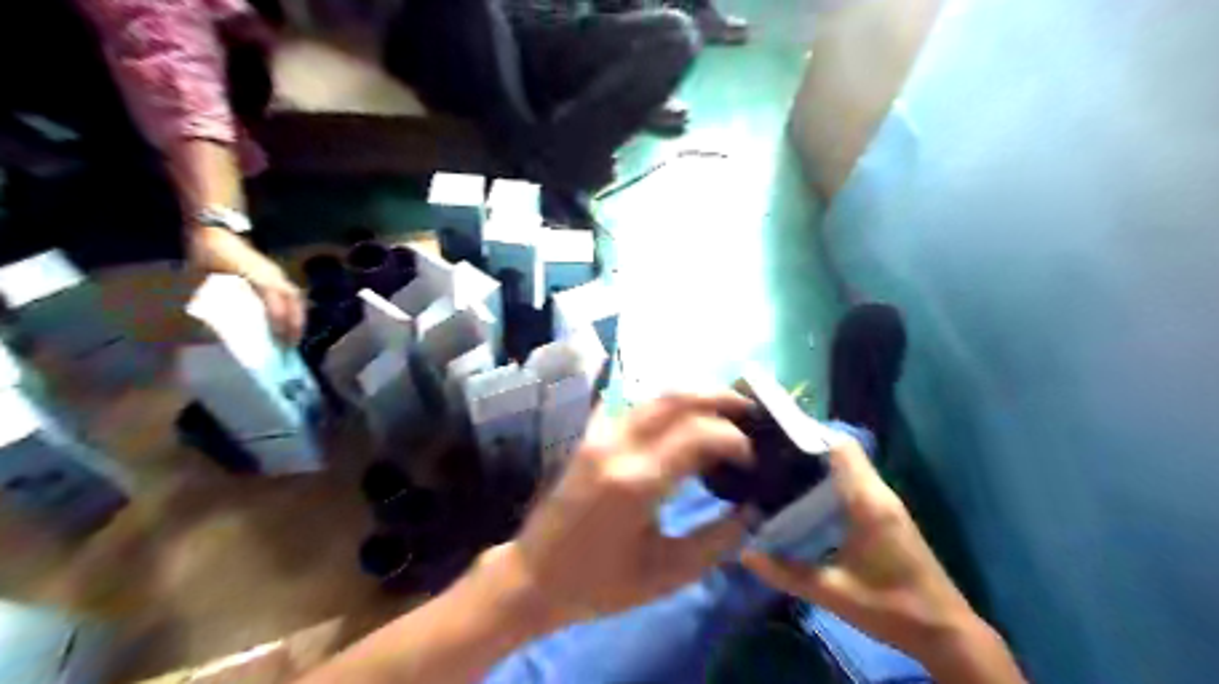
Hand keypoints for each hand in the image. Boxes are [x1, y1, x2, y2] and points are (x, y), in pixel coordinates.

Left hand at [189, 225, 306, 342]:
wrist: (216, 230)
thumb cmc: (209, 254)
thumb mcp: (205, 278)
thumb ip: (214, 302)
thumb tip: (220, 329)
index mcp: (257, 277)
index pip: (275, 304)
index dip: (279, 325)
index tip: (279, 344)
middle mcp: (273, 276)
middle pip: (294, 303)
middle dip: (295, 325)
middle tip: (292, 346)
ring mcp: (277, 275)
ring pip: (296, 299)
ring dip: (298, 318)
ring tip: (295, 336)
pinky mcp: (276, 275)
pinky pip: (292, 294)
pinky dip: (295, 309)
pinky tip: (291, 321)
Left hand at [504, 393, 754, 627]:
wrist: (534, 576)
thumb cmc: (600, 583)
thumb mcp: (666, 574)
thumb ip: (717, 541)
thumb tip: (753, 511)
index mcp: (637, 482)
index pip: (698, 435)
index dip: (734, 440)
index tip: (751, 459)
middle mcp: (617, 446)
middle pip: (675, 399)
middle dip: (718, 398)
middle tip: (748, 409)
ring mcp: (599, 436)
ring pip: (653, 397)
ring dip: (693, 396)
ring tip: (724, 409)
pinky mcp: (590, 438)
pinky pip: (633, 407)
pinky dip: (665, 405)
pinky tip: (682, 416)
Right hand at [738, 437, 978, 656]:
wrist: (945, 633)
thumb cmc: (892, 608)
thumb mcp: (834, 593)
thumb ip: (787, 572)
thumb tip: (745, 553)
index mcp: (868, 501)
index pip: (840, 447)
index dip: (808, 434)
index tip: (774, 436)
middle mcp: (878, 494)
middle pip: (840, 452)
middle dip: (805, 449)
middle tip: (767, 455)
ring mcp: (885, 503)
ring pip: (847, 467)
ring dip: (816, 466)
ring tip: (777, 472)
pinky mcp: (885, 515)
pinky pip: (852, 484)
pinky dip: (827, 482)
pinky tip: (803, 499)